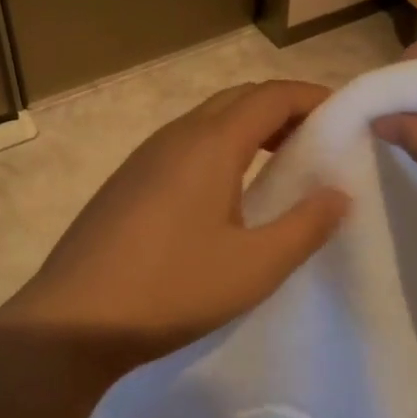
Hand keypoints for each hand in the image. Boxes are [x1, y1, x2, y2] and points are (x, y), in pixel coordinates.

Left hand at [0, 80, 349, 381]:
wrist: (71, 321)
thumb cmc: (172, 289)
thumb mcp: (254, 267)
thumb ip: (305, 226)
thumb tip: (339, 193)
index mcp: (210, 144)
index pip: (271, 96)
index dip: (312, 97)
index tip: (345, 116)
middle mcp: (176, 136)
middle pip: (238, 99)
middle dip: (283, 109)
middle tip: (317, 141)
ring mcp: (144, 157)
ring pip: (208, 121)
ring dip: (249, 129)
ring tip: (280, 165)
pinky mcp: (127, 181)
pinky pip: (184, 145)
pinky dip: (220, 148)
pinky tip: (226, 193)